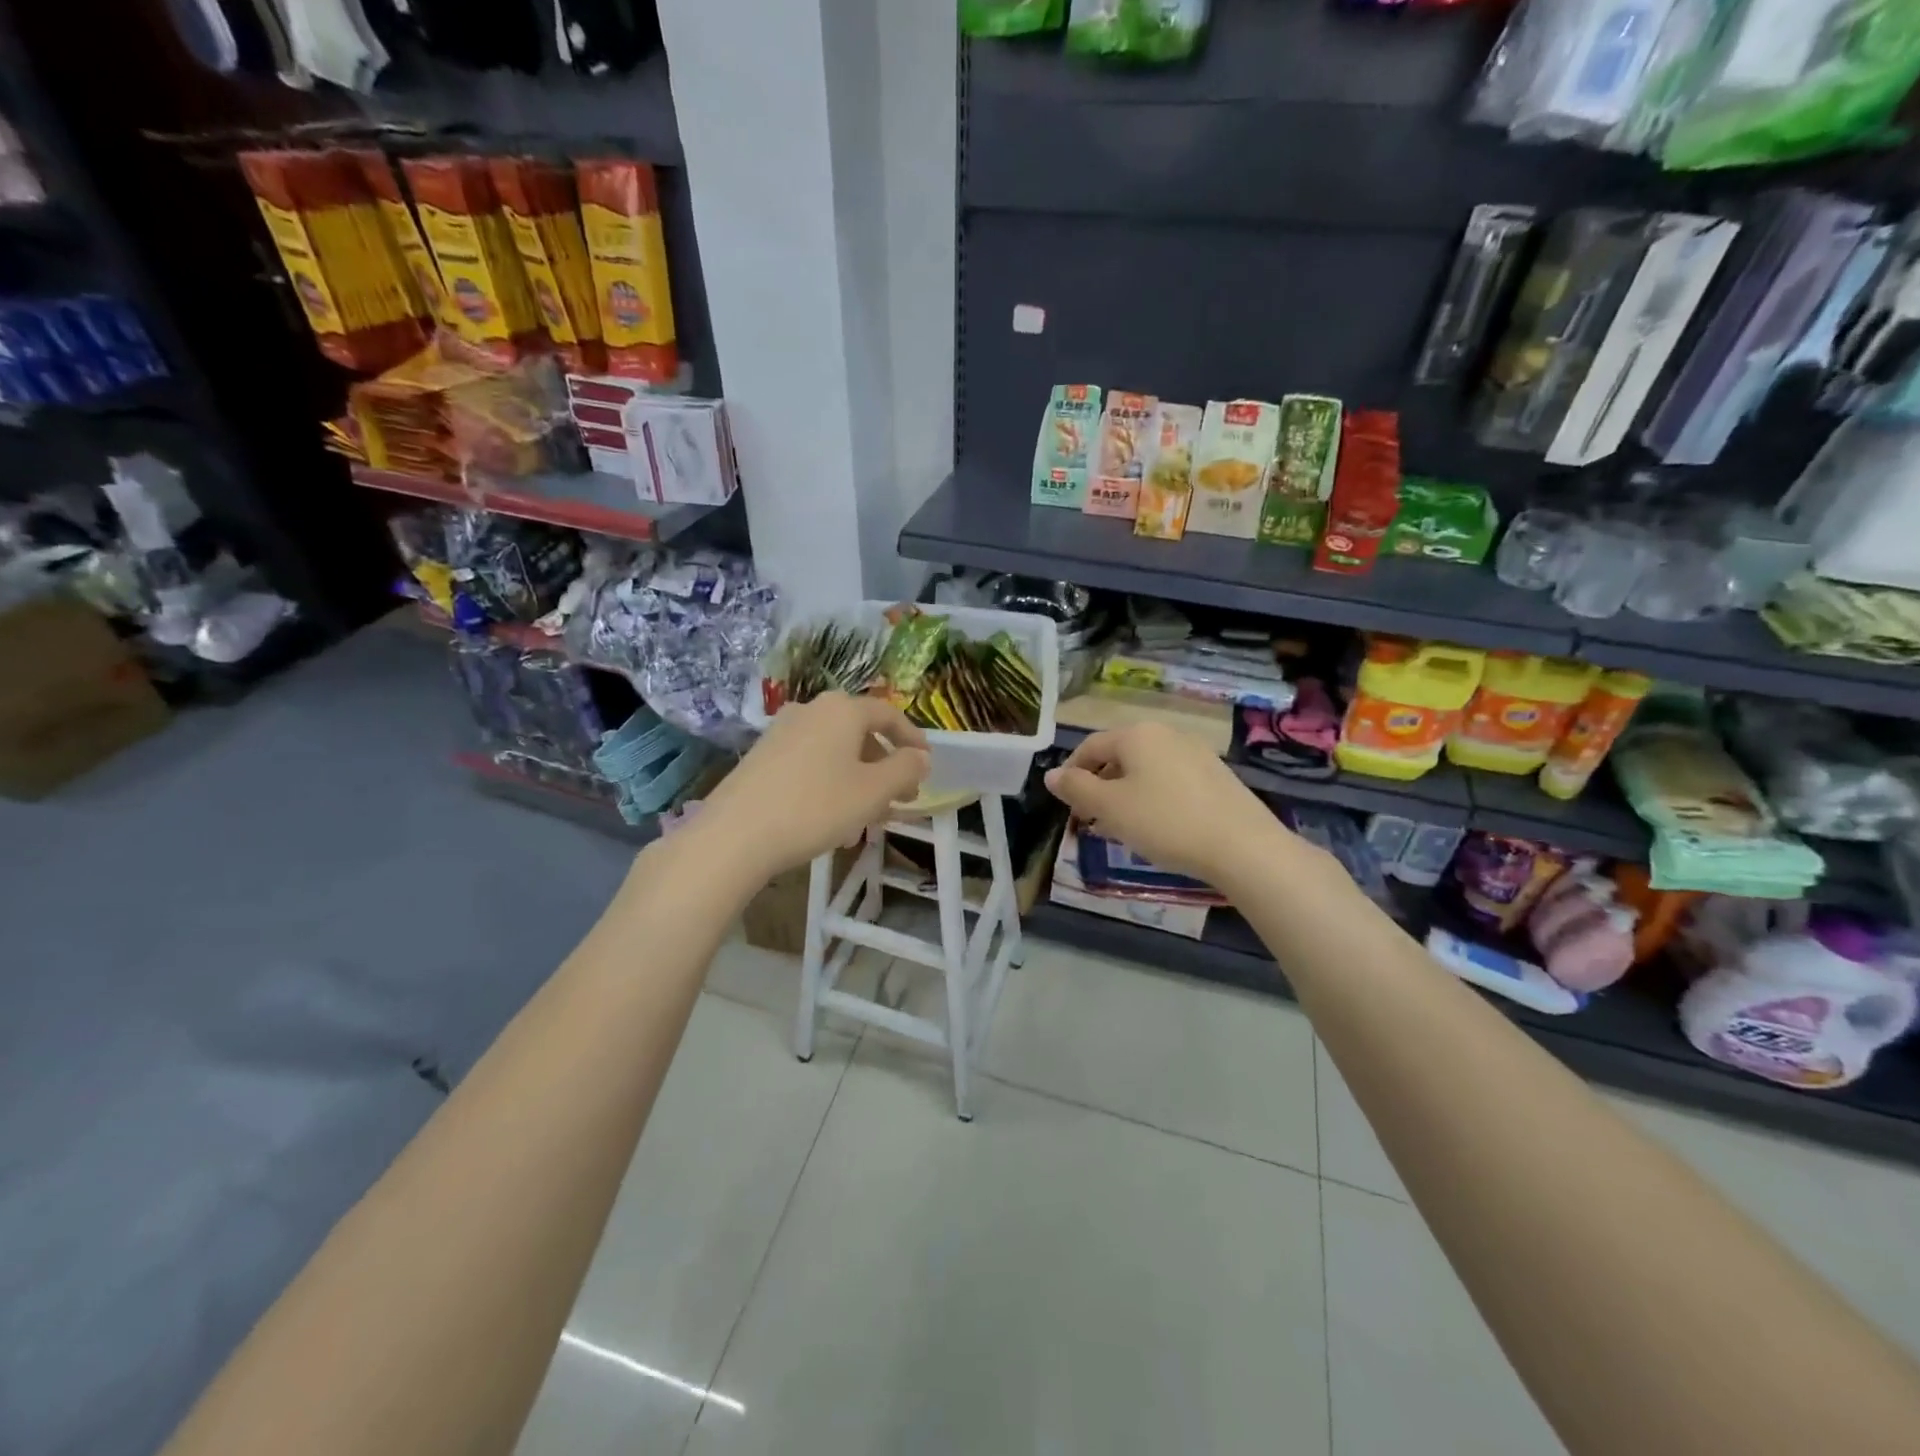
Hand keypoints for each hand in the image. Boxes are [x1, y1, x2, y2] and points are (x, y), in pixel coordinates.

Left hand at [699, 693, 930, 881]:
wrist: (735, 835)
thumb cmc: (816, 807)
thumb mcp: (873, 792)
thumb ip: (905, 770)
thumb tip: (920, 757)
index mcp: (842, 710)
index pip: (888, 715)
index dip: (912, 738)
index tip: (926, 763)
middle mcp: (811, 710)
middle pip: (860, 733)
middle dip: (885, 766)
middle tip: (901, 797)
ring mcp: (782, 732)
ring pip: (835, 752)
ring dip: (859, 779)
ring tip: (869, 817)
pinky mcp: (762, 757)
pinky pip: (810, 763)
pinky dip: (831, 783)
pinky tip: (832, 818)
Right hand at [1045, 723, 1292, 889]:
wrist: (1243, 846)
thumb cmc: (1165, 822)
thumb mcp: (1110, 808)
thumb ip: (1076, 789)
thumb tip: (1051, 774)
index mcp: (1136, 734)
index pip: (1090, 746)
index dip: (1071, 774)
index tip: (1066, 805)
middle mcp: (1166, 733)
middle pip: (1119, 756)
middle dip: (1099, 786)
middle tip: (1091, 820)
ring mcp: (1195, 752)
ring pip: (1145, 769)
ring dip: (1125, 794)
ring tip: (1121, 828)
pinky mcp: (1215, 775)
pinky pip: (1170, 780)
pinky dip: (1153, 798)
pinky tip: (1157, 827)